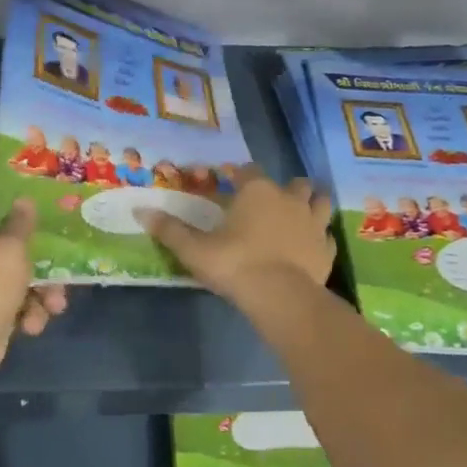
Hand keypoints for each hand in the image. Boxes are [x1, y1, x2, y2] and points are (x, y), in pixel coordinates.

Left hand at [0, 181, 68, 376]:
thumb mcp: (11, 248)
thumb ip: (21, 223)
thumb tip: (23, 199)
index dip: (9, 186)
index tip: (38, 188)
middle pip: (12, 237)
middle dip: (41, 249)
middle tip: (66, 249)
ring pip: (23, 274)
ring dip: (44, 290)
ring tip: (55, 304)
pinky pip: (19, 302)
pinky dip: (30, 313)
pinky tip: (33, 324)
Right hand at [139, 167, 334, 299]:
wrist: (280, 296)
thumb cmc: (235, 264)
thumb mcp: (194, 249)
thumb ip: (170, 230)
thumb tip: (140, 211)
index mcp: (257, 191)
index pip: (248, 170)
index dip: (239, 174)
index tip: (230, 181)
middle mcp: (289, 199)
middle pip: (295, 182)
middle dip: (285, 187)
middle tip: (270, 201)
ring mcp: (314, 223)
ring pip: (320, 202)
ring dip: (311, 204)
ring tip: (299, 215)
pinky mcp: (326, 249)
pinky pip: (327, 237)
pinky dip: (320, 238)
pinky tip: (310, 247)